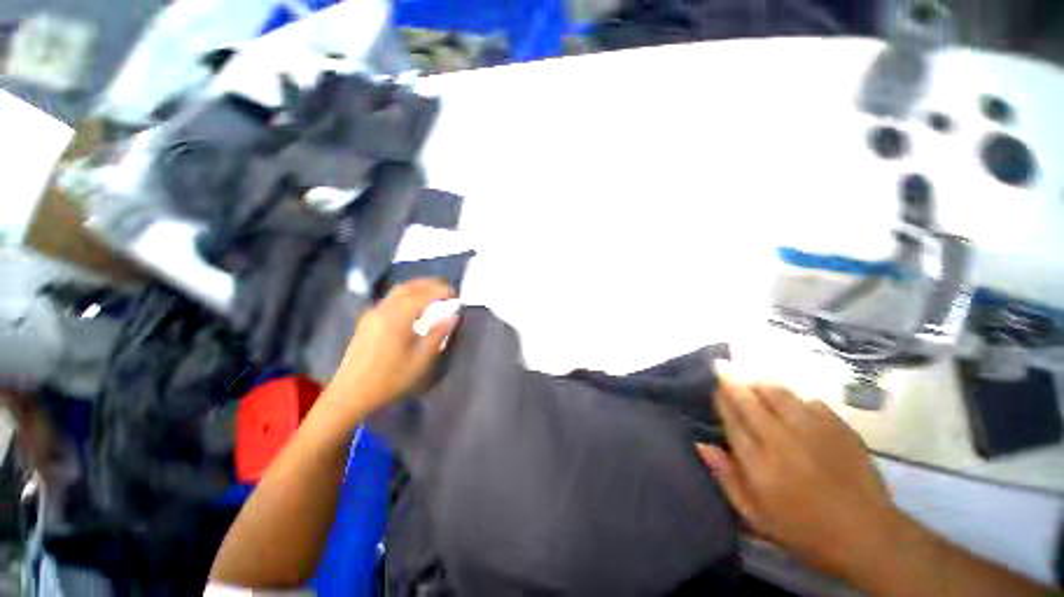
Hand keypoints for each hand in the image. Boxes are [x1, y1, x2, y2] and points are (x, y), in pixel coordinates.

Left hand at [322, 279, 456, 418]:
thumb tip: (453, 316)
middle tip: (447, 288)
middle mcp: (383, 310)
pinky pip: (390, 299)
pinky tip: (413, 305)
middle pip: (408, 287)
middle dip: (429, 284)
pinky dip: (406, 295)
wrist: (350, 394)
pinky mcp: (367, 321)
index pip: (423, 294)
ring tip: (434, 293)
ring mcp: (373, 314)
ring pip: (397, 291)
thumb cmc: (390, 378)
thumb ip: (438, 334)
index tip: (456, 293)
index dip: (441, 290)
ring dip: (417, 287)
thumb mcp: (421, 359)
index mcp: (397, 317)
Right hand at [697, 378, 904, 575]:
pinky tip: (792, 404)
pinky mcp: (839, 427)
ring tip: (753, 381)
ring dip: (760, 384)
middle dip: (732, 380)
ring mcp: (813, 430)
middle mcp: (782, 438)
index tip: (715, 387)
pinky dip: (794, 398)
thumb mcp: (755, 515)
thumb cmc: (803, 528)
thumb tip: (701, 444)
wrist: (866, 535)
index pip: (731, 418)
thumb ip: (726, 477)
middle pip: (749, 399)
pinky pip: (809, 400)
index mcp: (759, 461)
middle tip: (723, 366)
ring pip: (778, 393)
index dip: (720, 399)